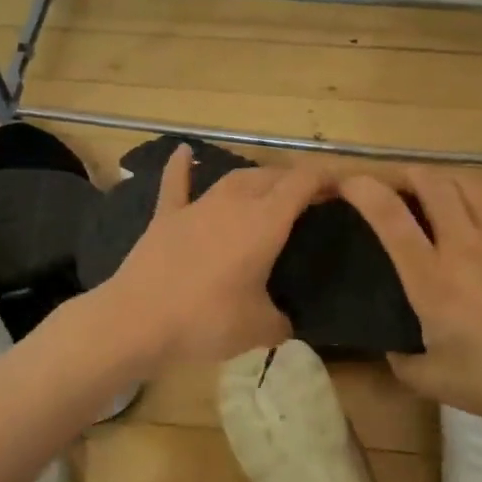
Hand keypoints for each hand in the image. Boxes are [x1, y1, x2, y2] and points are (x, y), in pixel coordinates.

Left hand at [91, 145, 328, 372]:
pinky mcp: (166, 217)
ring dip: (255, 178)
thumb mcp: (259, 329)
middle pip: (270, 177)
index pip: (302, 184)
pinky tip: (183, 152)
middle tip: (308, 199)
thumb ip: (281, 321)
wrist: (138, 320)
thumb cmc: (207, 321)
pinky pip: (176, 183)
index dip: (326, 179)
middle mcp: (234, 204)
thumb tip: (286, 322)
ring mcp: (197, 207)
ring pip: (233, 177)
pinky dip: (181, 167)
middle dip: (293, 181)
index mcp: (264, 223)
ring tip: (267, 187)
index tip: (342, 188)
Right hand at [342, 167, 481, 439]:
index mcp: (432, 280)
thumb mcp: (437, 383)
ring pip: (467, 182)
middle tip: (394, 185)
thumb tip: (392, 347)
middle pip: (430, 183)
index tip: (347, 183)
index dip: (363, 190)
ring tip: (433, 191)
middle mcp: (464, 245)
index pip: (389, 217)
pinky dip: (479, 194)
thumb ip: (402, 362)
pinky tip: (478, 209)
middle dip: (405, 174)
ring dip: (442, 178)